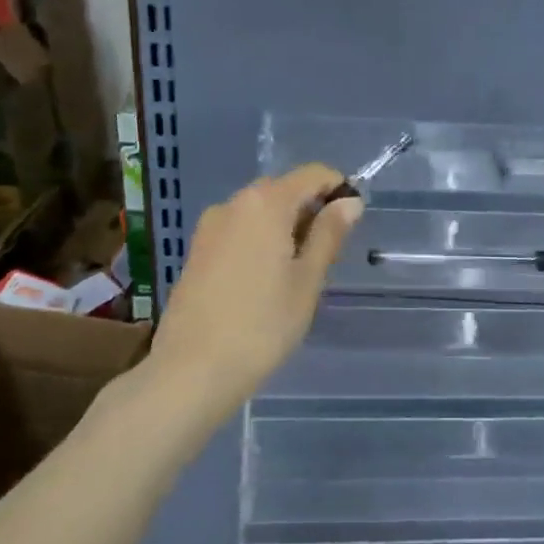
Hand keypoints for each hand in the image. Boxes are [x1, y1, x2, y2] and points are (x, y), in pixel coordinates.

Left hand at [146, 164, 362, 419]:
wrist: (193, 369)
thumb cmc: (262, 326)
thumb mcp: (307, 281)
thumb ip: (329, 235)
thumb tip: (350, 202)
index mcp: (265, 203)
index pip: (313, 174)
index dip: (338, 190)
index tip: (350, 225)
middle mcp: (233, 204)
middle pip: (283, 191)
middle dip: (310, 213)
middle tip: (324, 261)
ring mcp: (209, 227)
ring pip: (259, 213)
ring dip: (284, 230)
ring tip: (294, 278)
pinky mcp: (196, 251)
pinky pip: (238, 232)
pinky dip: (259, 243)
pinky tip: (263, 284)